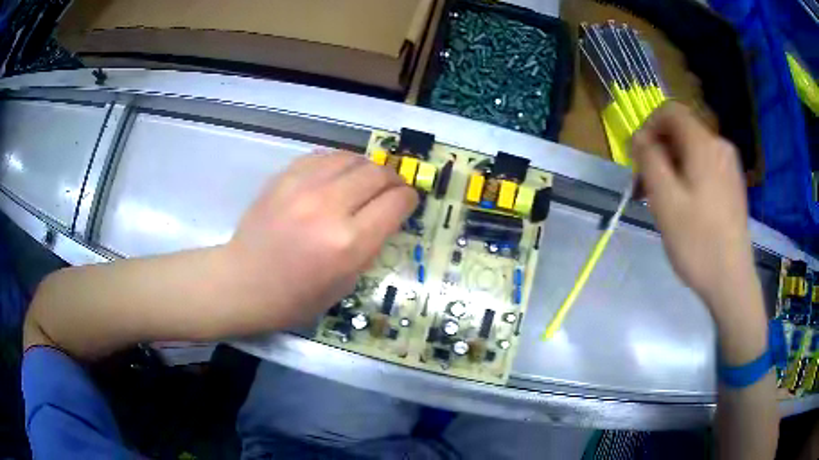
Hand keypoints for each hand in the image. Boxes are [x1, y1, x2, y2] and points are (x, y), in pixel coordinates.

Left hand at [226, 150, 417, 328]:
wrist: (243, 282)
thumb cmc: (295, 297)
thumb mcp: (346, 283)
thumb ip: (371, 245)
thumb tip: (386, 214)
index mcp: (349, 243)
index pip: (396, 202)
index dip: (409, 199)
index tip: (408, 202)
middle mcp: (329, 207)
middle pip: (378, 173)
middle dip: (393, 180)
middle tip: (391, 189)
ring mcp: (303, 187)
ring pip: (352, 158)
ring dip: (367, 168)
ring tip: (365, 181)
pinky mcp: (284, 177)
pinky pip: (324, 157)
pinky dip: (339, 164)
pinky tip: (337, 176)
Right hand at [632, 103, 761, 328]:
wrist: (732, 281)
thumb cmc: (698, 242)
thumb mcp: (665, 200)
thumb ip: (648, 159)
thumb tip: (638, 137)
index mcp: (703, 144)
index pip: (670, 111)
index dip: (648, 126)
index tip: (638, 158)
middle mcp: (719, 146)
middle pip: (681, 131)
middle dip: (659, 151)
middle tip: (646, 187)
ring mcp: (729, 166)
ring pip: (692, 150)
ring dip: (672, 166)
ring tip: (663, 201)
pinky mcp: (733, 185)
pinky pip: (705, 166)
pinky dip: (688, 176)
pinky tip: (685, 206)